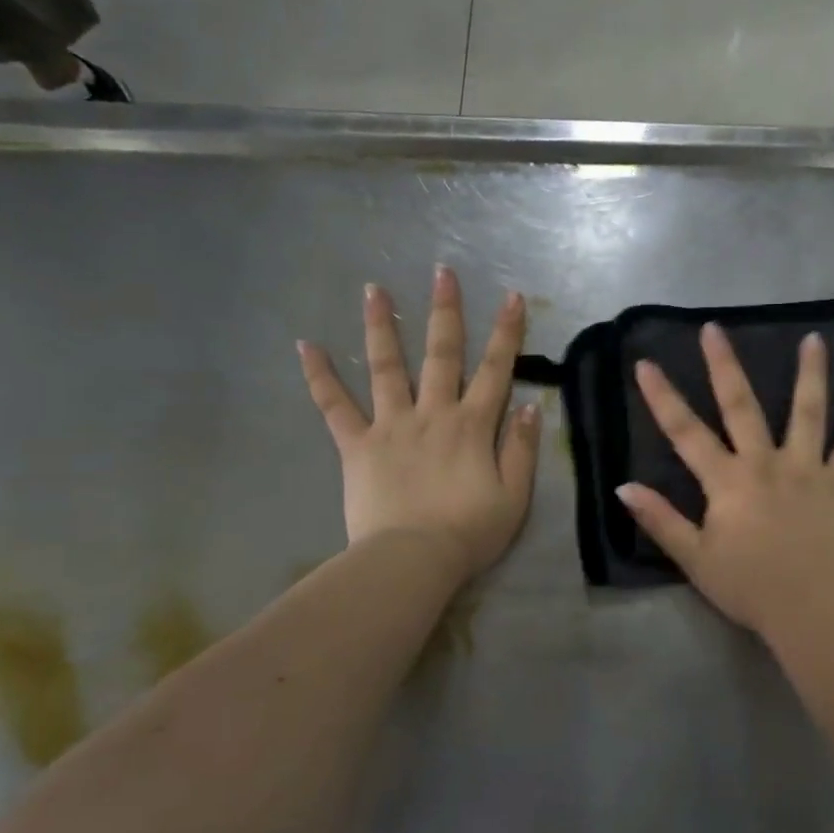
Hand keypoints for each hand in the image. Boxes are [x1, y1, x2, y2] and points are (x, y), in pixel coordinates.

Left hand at [298, 266, 540, 583]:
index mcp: (472, 426)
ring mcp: (391, 425)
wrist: (413, 560)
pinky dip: (319, 377)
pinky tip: (306, 346)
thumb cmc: (469, 532)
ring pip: (386, 367)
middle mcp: (432, 413)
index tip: (511, 296)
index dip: (506, 332)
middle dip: (445, 311)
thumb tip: (527, 406)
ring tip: (373, 289)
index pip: (496, 370)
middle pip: (441, 354)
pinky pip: (334, 407)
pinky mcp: (356, 445)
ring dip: (381, 326)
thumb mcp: (513, 496)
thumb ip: (520, 448)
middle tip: (442, 272)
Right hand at [617, 323, 833, 640]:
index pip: (686, 432)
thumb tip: (623, 487)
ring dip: (810, 373)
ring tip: (814, 338)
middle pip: (741, 406)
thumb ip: (660, 520)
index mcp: (727, 481)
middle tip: (715, 328)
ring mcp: (806, 469)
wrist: (810, 608)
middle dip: (724, 366)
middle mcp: (765, 463)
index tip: (646, 363)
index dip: (663, 397)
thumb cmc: (748, 586)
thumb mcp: (693, 558)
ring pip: (807, 412)